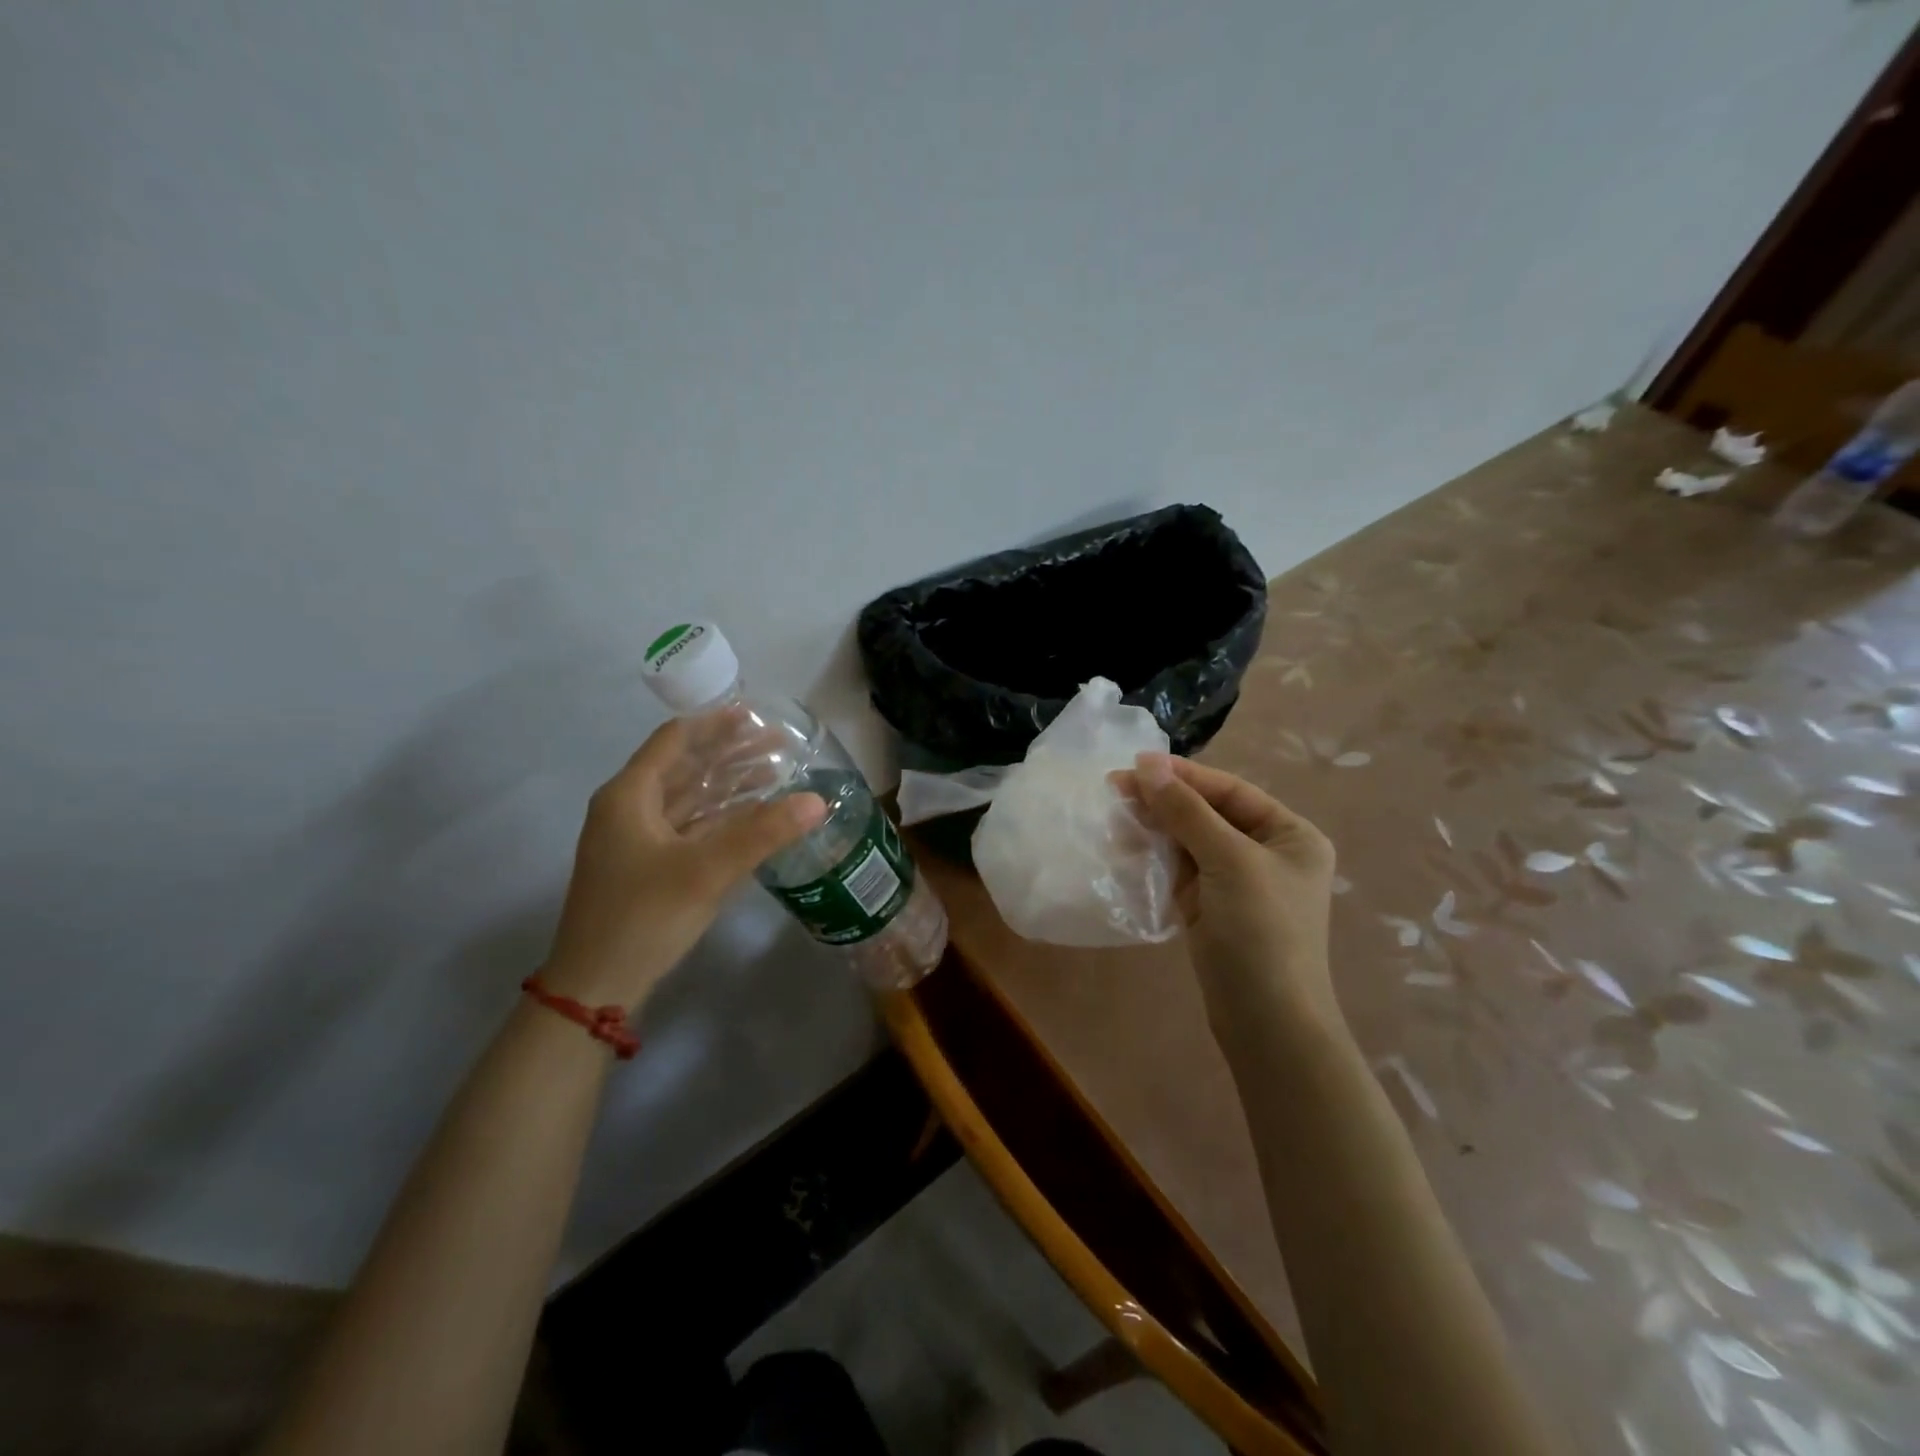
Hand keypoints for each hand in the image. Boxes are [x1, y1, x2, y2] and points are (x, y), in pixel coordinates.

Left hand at [541, 720, 825, 1011]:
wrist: (595, 987)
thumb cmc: (643, 916)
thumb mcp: (706, 870)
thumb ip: (763, 832)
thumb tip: (817, 801)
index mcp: (630, 795)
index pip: (675, 740)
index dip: (715, 723)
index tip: (756, 714)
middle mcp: (629, 809)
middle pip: (685, 767)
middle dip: (731, 753)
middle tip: (779, 744)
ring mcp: (636, 840)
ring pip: (688, 798)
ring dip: (728, 785)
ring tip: (775, 774)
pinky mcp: (647, 866)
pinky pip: (689, 827)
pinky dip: (720, 817)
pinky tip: (752, 817)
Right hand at [1128, 753, 1343, 1044]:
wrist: (1267, 1023)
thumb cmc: (1261, 932)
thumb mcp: (1229, 861)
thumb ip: (1186, 811)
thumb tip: (1147, 764)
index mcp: (1289, 834)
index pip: (1229, 791)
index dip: (1182, 775)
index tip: (1135, 764)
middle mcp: (1266, 852)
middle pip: (1206, 813)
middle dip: (1162, 801)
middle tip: (1113, 788)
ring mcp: (1237, 882)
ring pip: (1187, 841)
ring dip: (1152, 828)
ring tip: (1114, 819)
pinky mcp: (1211, 908)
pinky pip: (1178, 869)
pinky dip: (1153, 857)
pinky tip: (1124, 848)